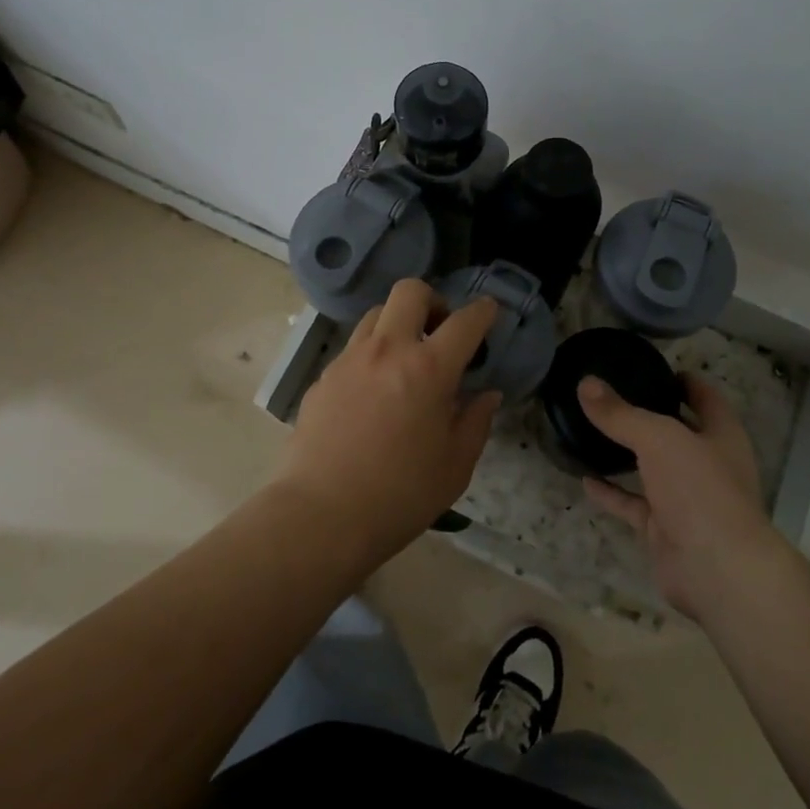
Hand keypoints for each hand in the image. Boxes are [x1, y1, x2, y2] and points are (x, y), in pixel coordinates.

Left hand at [274, 279, 500, 563]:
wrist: (320, 516)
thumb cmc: (400, 495)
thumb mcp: (455, 466)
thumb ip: (476, 422)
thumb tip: (486, 395)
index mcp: (429, 369)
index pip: (465, 321)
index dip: (483, 311)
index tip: (489, 311)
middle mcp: (388, 350)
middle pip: (410, 291)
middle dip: (432, 300)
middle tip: (439, 331)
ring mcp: (350, 360)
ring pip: (376, 314)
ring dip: (397, 324)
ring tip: (404, 360)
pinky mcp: (323, 378)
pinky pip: (352, 349)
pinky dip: (371, 356)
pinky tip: (373, 393)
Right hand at [578, 373, 785, 619]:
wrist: (717, 570)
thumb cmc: (700, 489)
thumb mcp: (658, 438)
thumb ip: (621, 414)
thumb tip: (586, 383)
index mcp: (722, 435)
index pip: (706, 398)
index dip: (685, 381)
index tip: (655, 369)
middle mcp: (709, 465)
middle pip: (679, 432)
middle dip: (652, 416)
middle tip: (614, 396)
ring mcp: (688, 500)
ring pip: (654, 469)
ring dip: (628, 454)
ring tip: (595, 431)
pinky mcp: (666, 529)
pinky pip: (634, 504)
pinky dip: (612, 492)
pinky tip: (584, 478)